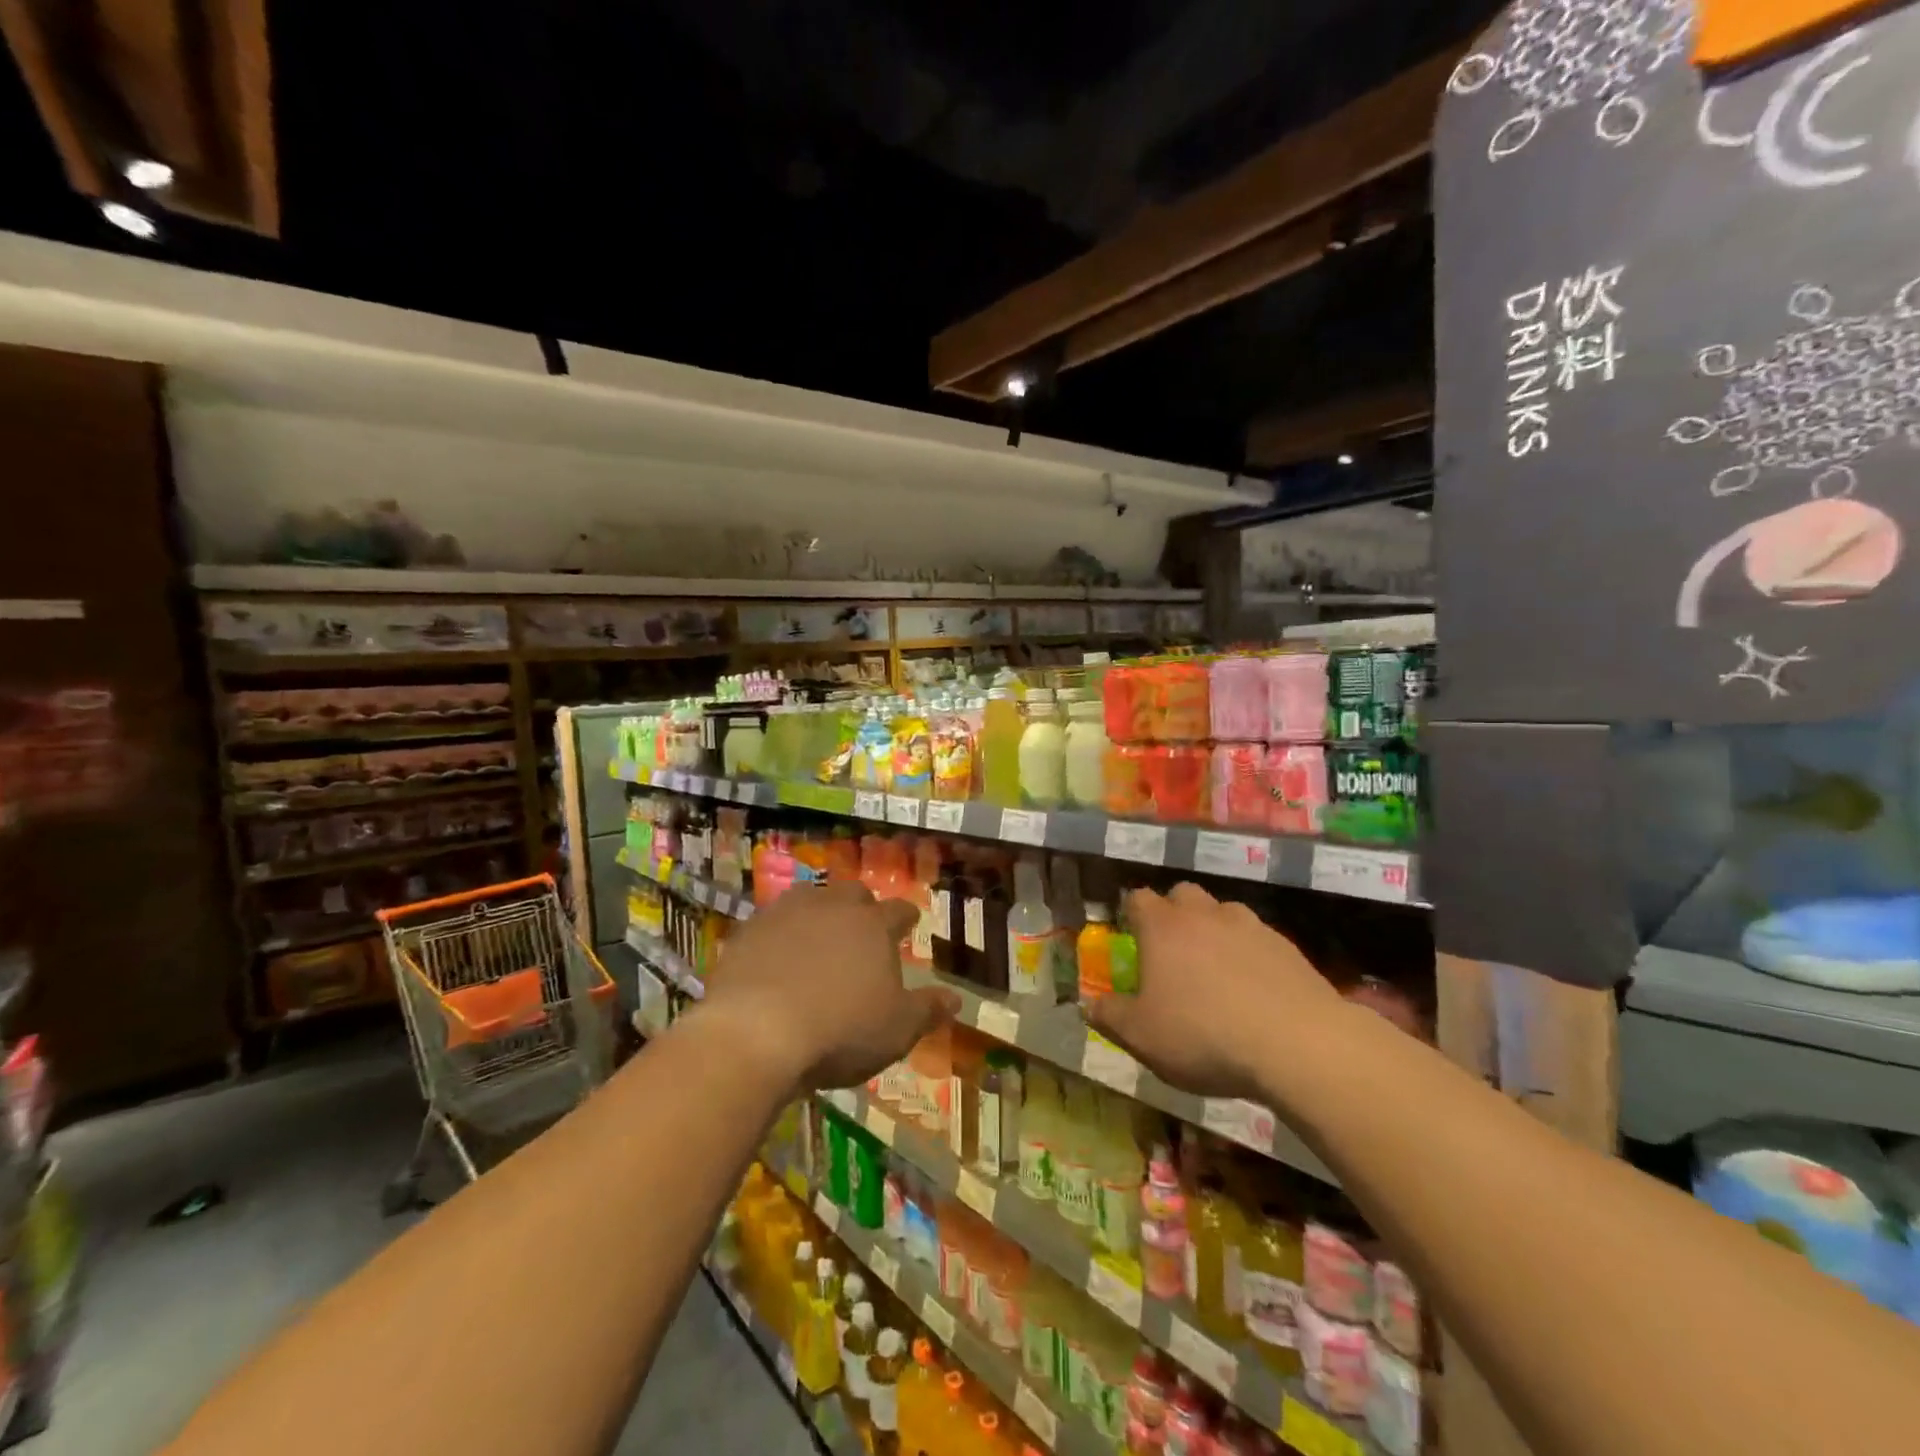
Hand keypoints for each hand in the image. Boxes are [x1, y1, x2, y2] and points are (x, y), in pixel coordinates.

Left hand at [696, 882, 958, 1093]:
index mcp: (874, 926)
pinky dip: (778, 933)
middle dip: (861, 907)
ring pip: (809, 898)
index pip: (898, 912)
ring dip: (818, 912)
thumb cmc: (840, 1031)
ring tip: (817, 934)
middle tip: (862, 927)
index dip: (906, 917)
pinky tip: (774, 954)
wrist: (756, 1032)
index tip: (910, 922)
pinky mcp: (748, 930)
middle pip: (853, 895)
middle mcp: (833, 908)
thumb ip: (927, 1011)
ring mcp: (787, 914)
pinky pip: (769, 922)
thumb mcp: (897, 1030)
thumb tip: (956, 999)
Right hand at [1085, 883, 1346, 1101]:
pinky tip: (1255, 989)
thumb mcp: (1141, 1036)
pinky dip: (1251, 954)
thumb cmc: (1203, 1035)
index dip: (1132, 913)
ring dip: (1215, 930)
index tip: (1131, 936)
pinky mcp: (1287, 947)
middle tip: (1172, 951)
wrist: (1296, 1044)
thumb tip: (1087, 1004)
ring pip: (1224, 912)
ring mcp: (1249, 926)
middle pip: (1183, 894)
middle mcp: (1204, 915)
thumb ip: (1110, 1016)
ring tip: (1216, 969)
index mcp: (1162, 927)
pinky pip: (1258, 939)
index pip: (1138, 899)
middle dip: (1174, 913)